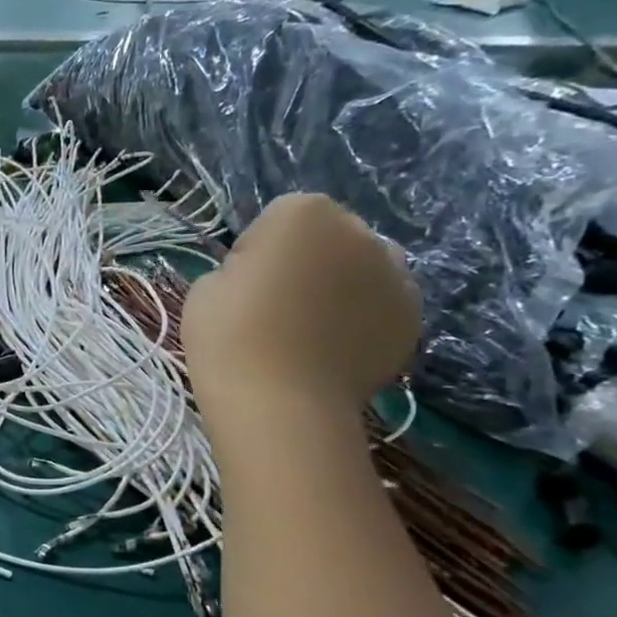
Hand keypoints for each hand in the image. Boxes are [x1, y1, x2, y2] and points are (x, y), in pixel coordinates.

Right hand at [182, 193, 419, 421]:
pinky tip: (334, 352)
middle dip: (308, 263)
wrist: (279, 403)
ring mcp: (395, 276)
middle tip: (277, 309)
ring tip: (311, 331)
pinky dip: (363, 322)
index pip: (277, 220)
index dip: (255, 254)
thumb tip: (263, 282)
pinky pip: (381, 308)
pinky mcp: (410, 319)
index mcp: (304, 213)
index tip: (241, 288)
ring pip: (363, 270)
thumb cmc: (230, 337)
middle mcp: (360, 232)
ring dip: (342, 287)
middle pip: (328, 239)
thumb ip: (240, 269)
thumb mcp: (206, 288)